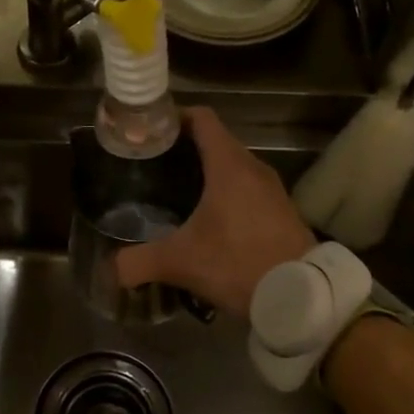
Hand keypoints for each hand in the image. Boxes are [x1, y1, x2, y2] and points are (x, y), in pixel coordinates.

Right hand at [115, 107, 315, 318]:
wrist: (302, 296)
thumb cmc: (239, 263)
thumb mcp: (182, 263)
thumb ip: (140, 262)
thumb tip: (111, 269)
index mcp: (229, 165)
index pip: (202, 119)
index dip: (175, 117)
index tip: (150, 130)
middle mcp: (253, 168)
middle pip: (216, 141)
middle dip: (185, 148)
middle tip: (154, 165)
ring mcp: (272, 189)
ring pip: (233, 166)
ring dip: (207, 172)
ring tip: (176, 192)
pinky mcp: (282, 210)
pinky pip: (248, 187)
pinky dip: (227, 192)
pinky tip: (209, 219)